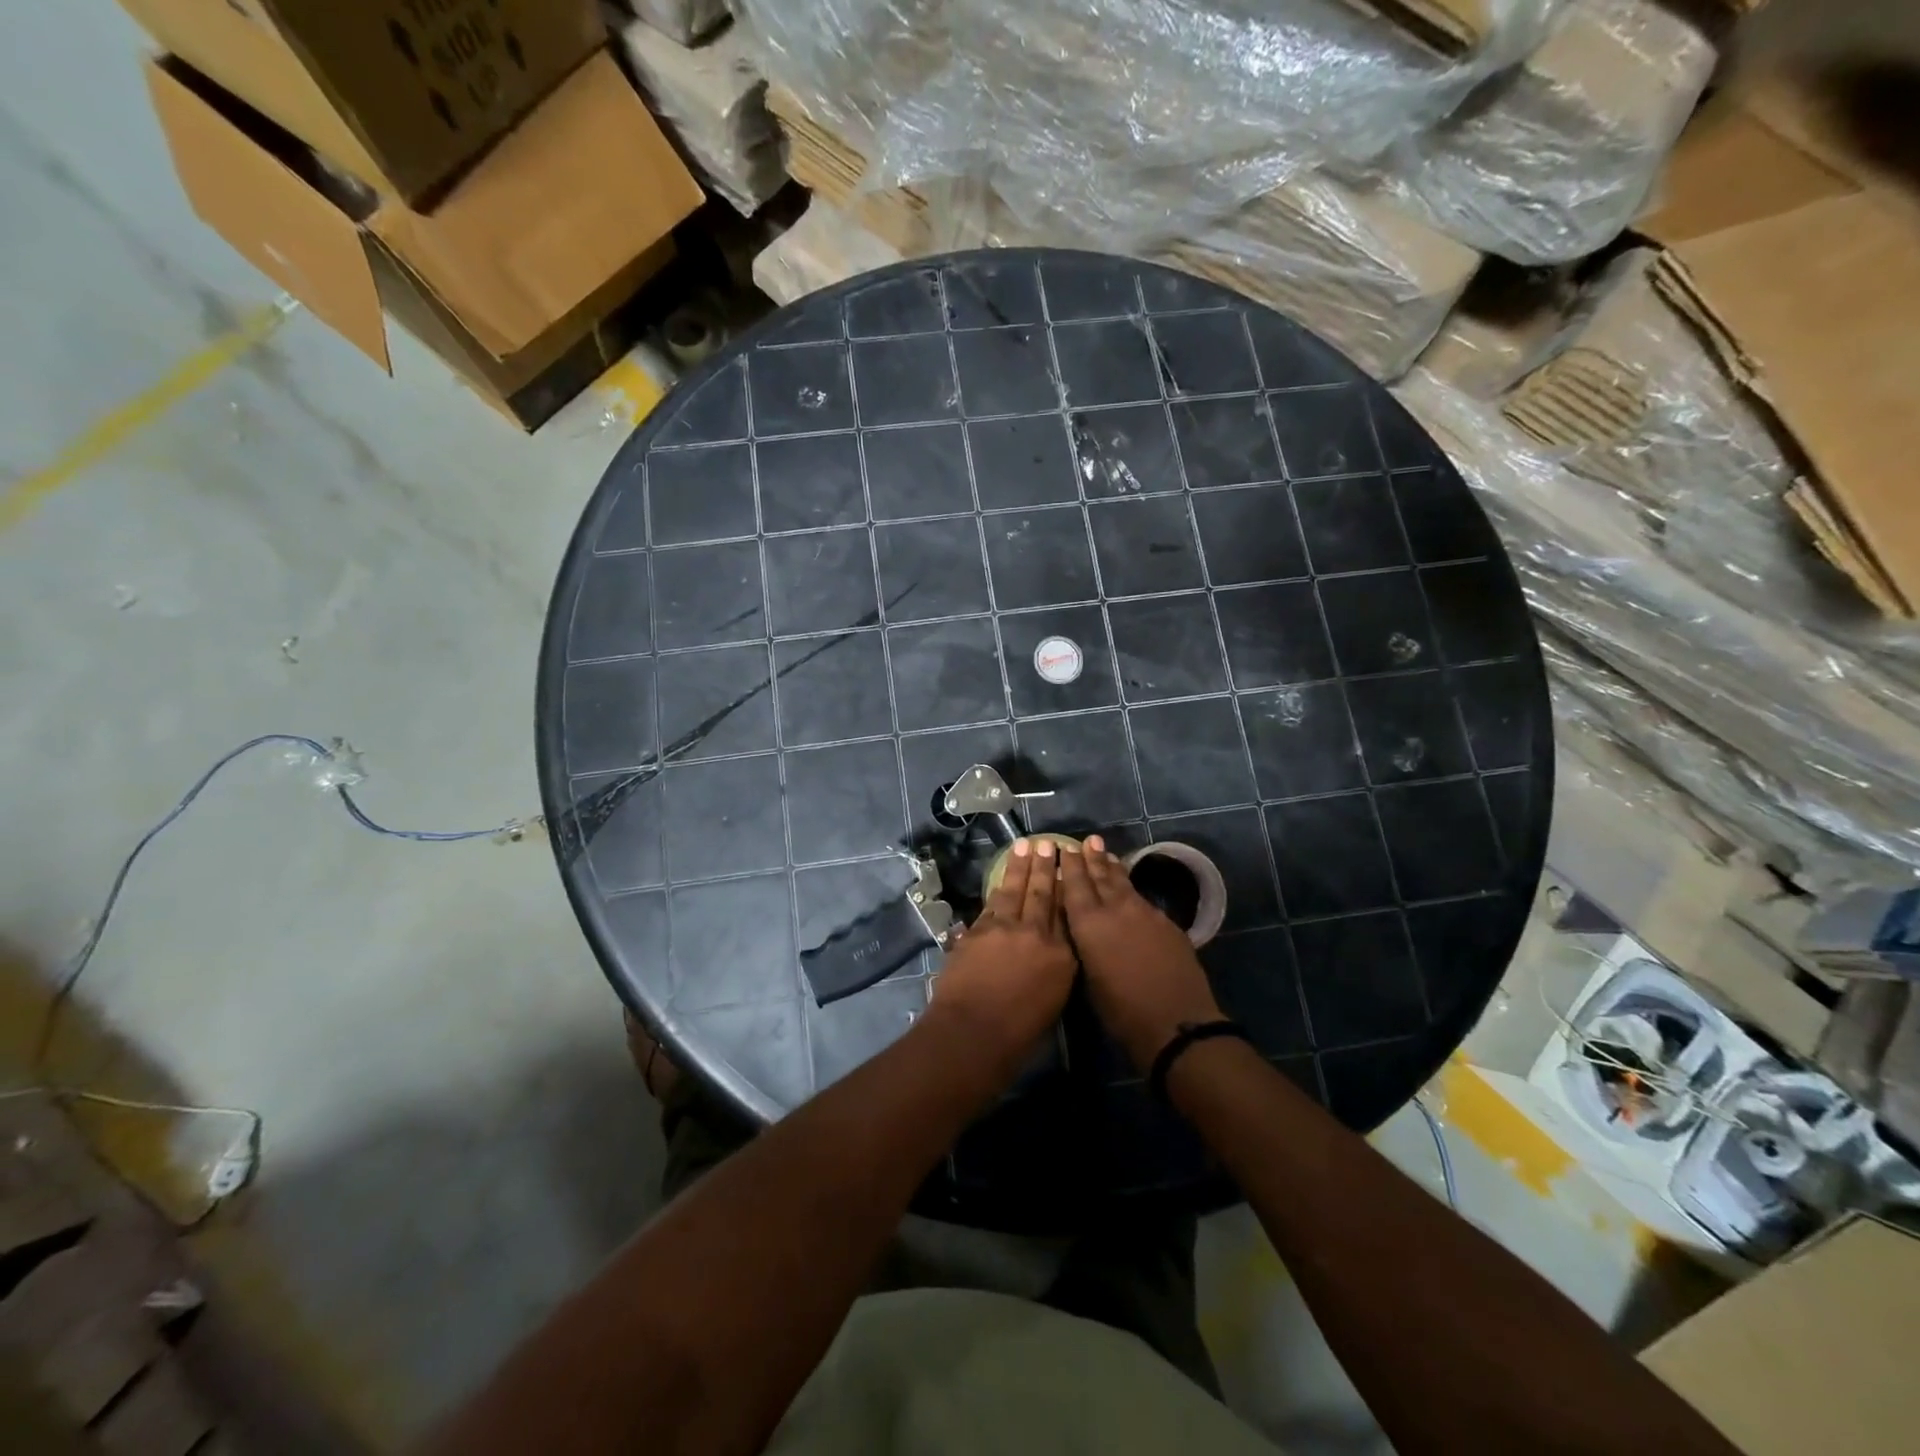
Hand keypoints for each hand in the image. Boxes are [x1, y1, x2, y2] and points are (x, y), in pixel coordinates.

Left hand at [927, 838, 1077, 1061]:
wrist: (973, 1032)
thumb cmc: (1018, 1034)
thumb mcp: (1053, 1001)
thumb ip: (1055, 969)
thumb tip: (1050, 950)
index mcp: (1062, 957)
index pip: (1067, 915)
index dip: (1067, 889)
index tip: (1068, 869)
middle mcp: (1037, 935)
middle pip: (1043, 894)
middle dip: (1046, 867)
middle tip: (1049, 844)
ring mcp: (1005, 928)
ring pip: (1015, 890)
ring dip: (1020, 867)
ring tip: (1025, 846)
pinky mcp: (978, 930)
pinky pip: (991, 903)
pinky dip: (997, 888)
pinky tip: (1001, 879)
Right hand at [1060, 836, 1223, 1071]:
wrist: (1176, 1023)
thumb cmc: (1121, 1011)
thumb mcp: (1088, 979)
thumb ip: (1083, 946)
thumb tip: (1081, 928)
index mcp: (1089, 924)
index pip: (1075, 886)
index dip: (1071, 866)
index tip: (1065, 848)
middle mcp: (1116, 910)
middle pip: (1101, 877)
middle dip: (1093, 858)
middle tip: (1089, 840)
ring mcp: (1145, 914)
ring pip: (1125, 884)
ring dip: (1114, 869)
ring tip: (1107, 855)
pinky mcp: (1167, 924)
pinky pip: (1142, 899)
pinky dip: (1132, 890)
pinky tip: (1130, 891)